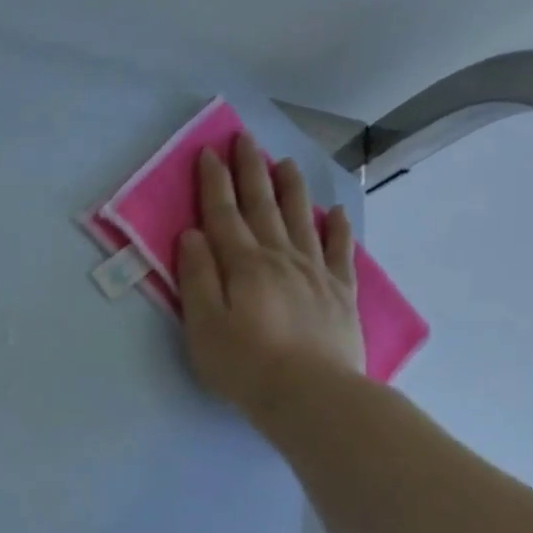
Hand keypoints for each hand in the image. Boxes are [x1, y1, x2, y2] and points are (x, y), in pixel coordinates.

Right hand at [177, 131, 365, 419]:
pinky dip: (336, 227)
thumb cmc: (244, 364)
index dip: (214, 182)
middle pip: (263, 206)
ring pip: (302, 219)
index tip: (208, 152)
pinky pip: (339, 250)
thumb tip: (192, 235)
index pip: (223, 214)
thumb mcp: (203, 325)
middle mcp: (280, 258)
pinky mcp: (339, 292)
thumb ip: (197, 277)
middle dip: (250, 171)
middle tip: (244, 139)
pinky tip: (335, 212)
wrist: (310, 394)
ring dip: (291, 188)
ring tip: (285, 162)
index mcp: (243, 265)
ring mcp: (315, 272)